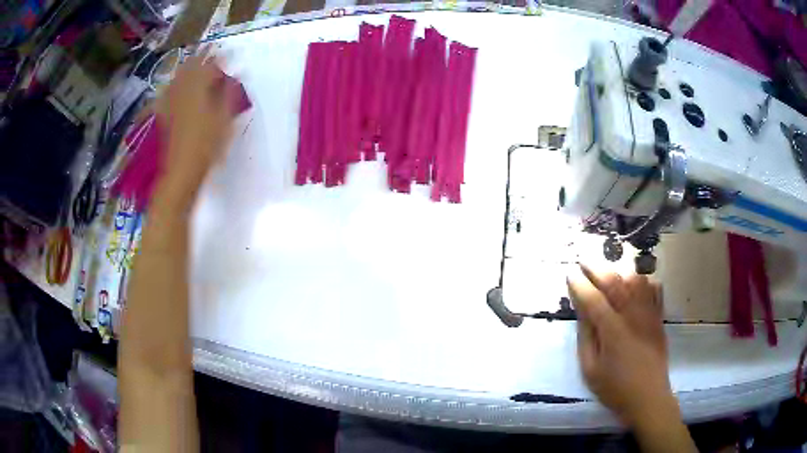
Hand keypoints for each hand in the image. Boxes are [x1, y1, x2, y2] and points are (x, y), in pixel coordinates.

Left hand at [155, 46, 236, 212]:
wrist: (180, 171)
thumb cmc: (206, 146)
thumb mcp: (224, 119)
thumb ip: (229, 93)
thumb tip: (237, 74)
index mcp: (198, 89)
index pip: (209, 65)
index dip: (219, 57)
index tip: (227, 51)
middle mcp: (182, 91)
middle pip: (191, 67)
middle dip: (201, 56)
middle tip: (210, 50)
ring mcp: (171, 103)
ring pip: (178, 77)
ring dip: (187, 66)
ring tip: (194, 61)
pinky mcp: (165, 114)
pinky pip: (168, 91)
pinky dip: (174, 83)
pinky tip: (175, 84)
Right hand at [567, 264, 674, 426]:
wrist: (648, 397)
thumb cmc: (615, 388)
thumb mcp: (591, 370)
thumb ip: (586, 338)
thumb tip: (582, 311)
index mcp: (613, 331)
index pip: (593, 299)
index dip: (579, 285)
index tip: (569, 273)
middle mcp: (633, 316)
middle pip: (615, 282)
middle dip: (597, 268)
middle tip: (584, 261)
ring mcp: (649, 314)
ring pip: (637, 280)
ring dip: (620, 271)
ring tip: (609, 273)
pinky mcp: (659, 317)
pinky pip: (654, 289)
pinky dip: (644, 281)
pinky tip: (635, 285)